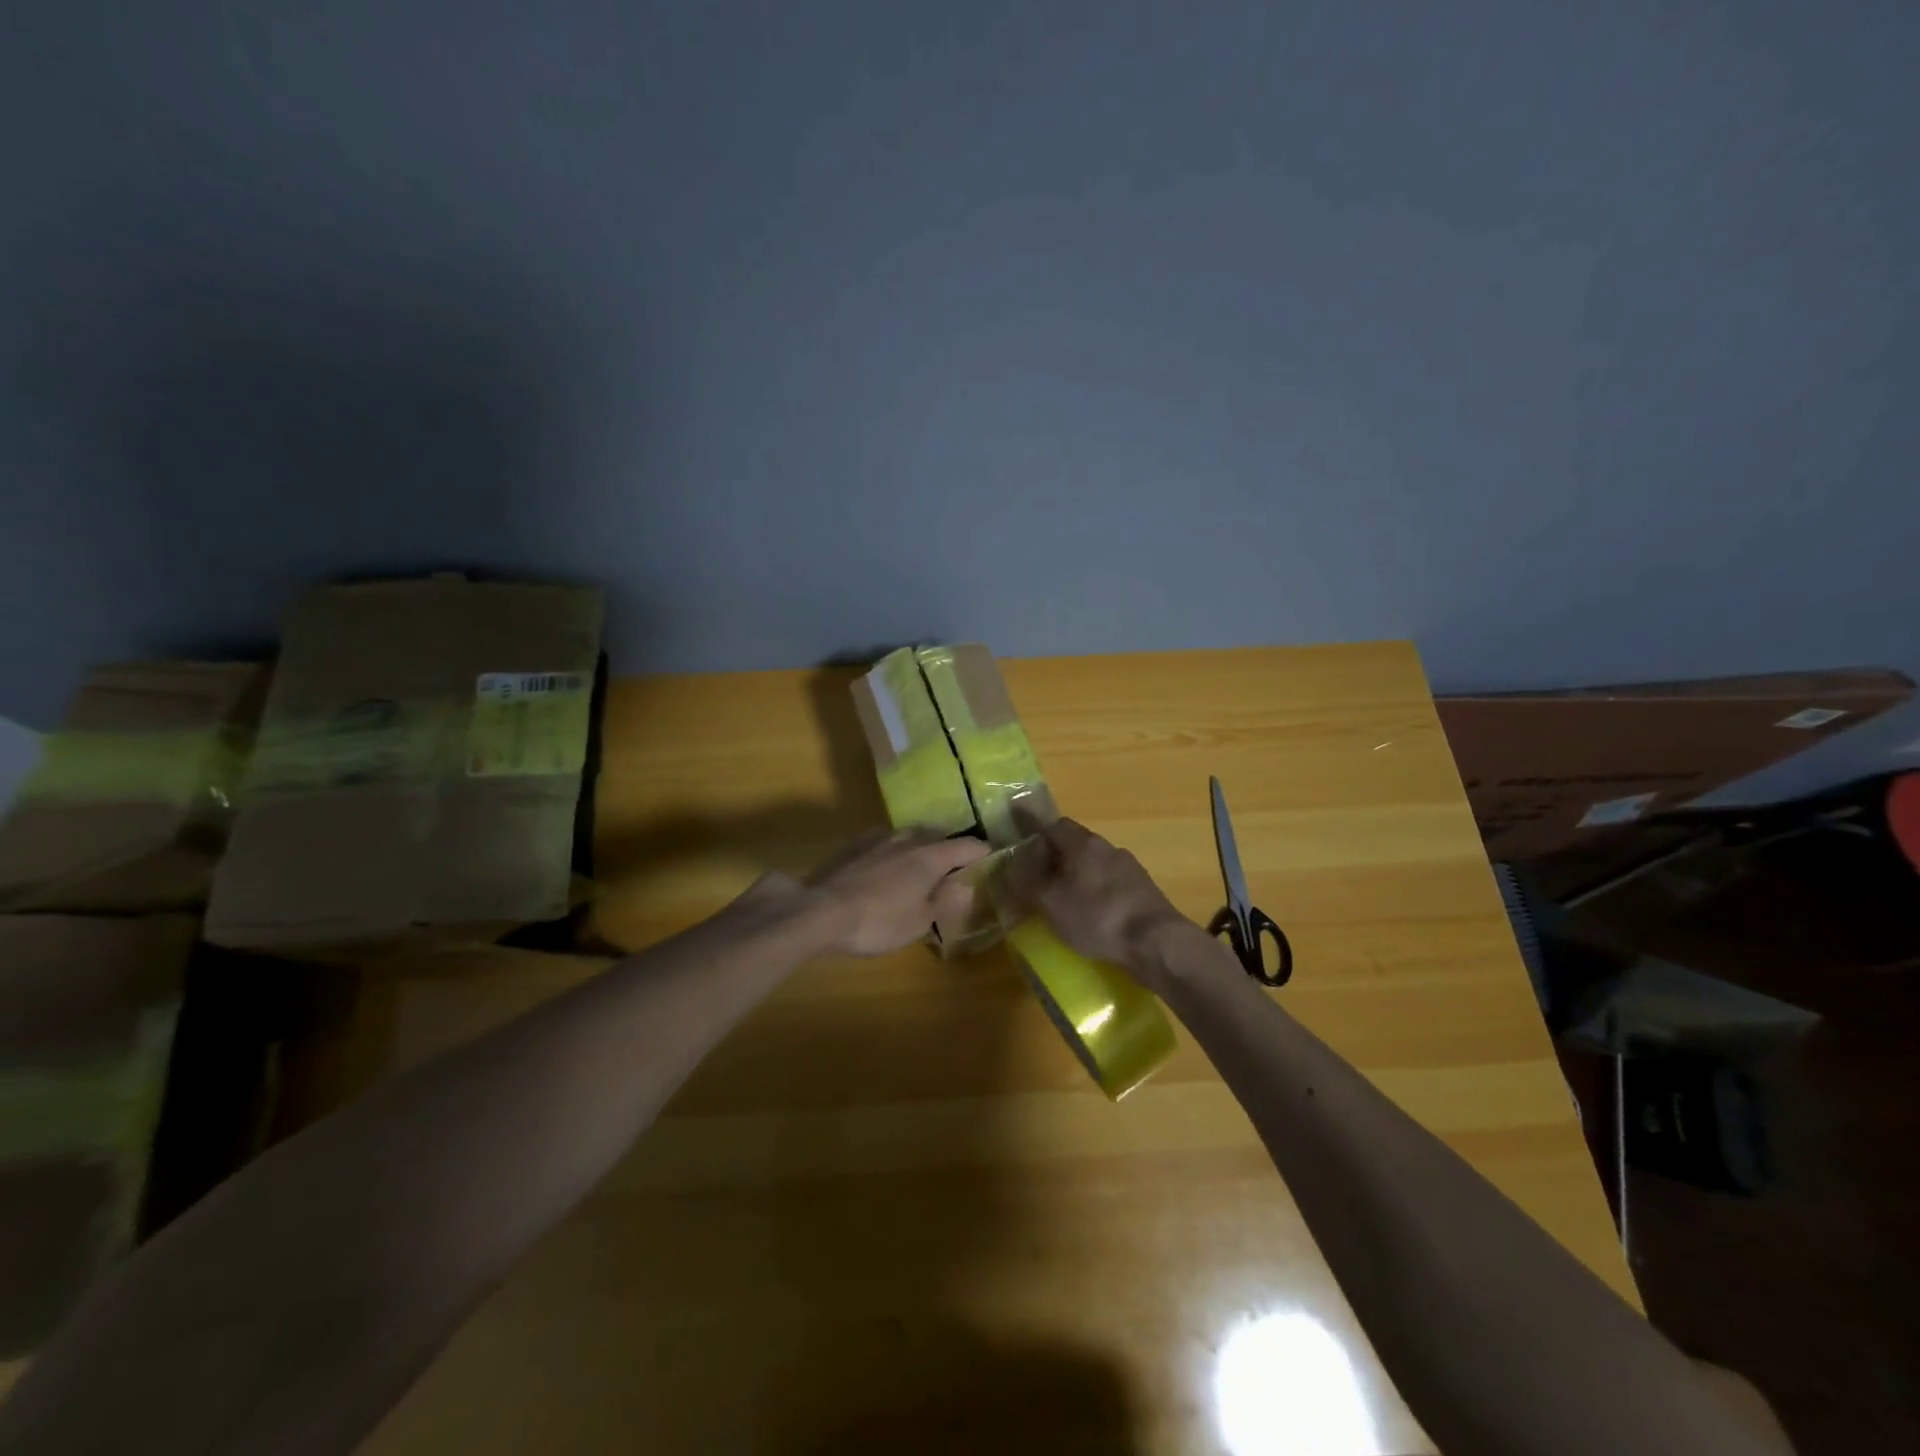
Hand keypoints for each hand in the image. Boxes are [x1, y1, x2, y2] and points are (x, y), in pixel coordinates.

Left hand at [792, 829, 989, 956]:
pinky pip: (883, 841)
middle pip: (937, 836)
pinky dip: (893, 850)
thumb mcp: (919, 922)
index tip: (989, 855)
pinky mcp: (853, 844)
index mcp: (930, 857)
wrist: (819, 912)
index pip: (966, 846)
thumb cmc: (878, 922)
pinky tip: (885, 864)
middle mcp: (907, 839)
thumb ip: (945, 902)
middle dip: (949, 848)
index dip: (981, 851)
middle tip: (954, 865)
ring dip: (919, 846)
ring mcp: (878, 838)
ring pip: (908, 835)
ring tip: (920, 863)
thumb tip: (966, 886)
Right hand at [1005, 818, 1195, 986]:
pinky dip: (1097, 894)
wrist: (1156, 942)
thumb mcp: (1051, 902)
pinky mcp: (1143, 891)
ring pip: (1095, 865)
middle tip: (1039, 880)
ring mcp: (1130, 869)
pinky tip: (1093, 916)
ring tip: (1064, 901)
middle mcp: (1108, 848)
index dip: (1036, 835)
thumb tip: (1010, 867)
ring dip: (1078, 877)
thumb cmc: (1097, 916)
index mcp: (1083, 844)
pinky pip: (1111, 885)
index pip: (1054, 825)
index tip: (1022, 850)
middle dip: (1056, 858)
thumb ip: (1028, 883)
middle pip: (1076, 844)